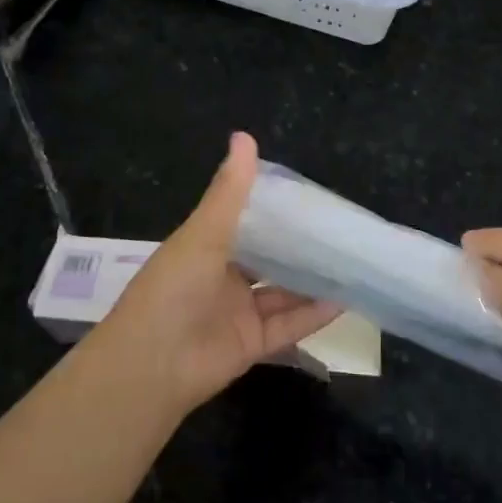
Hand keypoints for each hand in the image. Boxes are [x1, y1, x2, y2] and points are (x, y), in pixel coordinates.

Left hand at [94, 133, 341, 415]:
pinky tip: (344, 299)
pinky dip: (314, 314)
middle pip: (268, 259)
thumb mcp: (202, 234)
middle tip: (340, 229)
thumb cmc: (173, 289)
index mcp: (206, 247)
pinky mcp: (252, 345)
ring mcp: (238, 313)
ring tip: (350, 262)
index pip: (246, 223)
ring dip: (312, 280)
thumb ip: (229, 191)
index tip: (311, 197)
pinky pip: (288, 326)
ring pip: (282, 293)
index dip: (275, 211)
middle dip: (299, 247)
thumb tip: (244, 136)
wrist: (151, 366)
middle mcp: (223, 277)